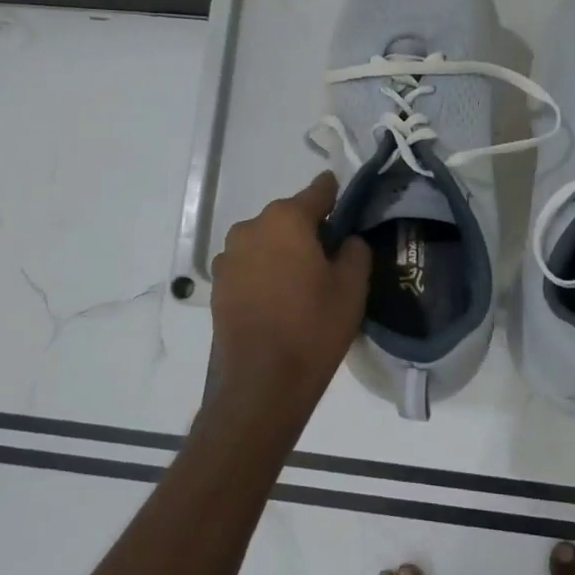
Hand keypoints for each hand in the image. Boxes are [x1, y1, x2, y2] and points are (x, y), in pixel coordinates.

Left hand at [209, 173, 371, 429]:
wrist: (262, 382)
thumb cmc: (313, 327)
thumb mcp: (352, 287)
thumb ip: (355, 250)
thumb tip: (346, 240)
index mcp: (286, 219)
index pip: (318, 191)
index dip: (335, 194)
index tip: (346, 201)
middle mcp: (251, 227)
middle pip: (288, 218)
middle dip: (308, 229)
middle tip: (330, 256)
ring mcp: (229, 256)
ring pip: (266, 242)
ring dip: (283, 251)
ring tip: (303, 282)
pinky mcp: (219, 284)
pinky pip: (250, 265)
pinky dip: (265, 272)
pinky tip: (279, 299)